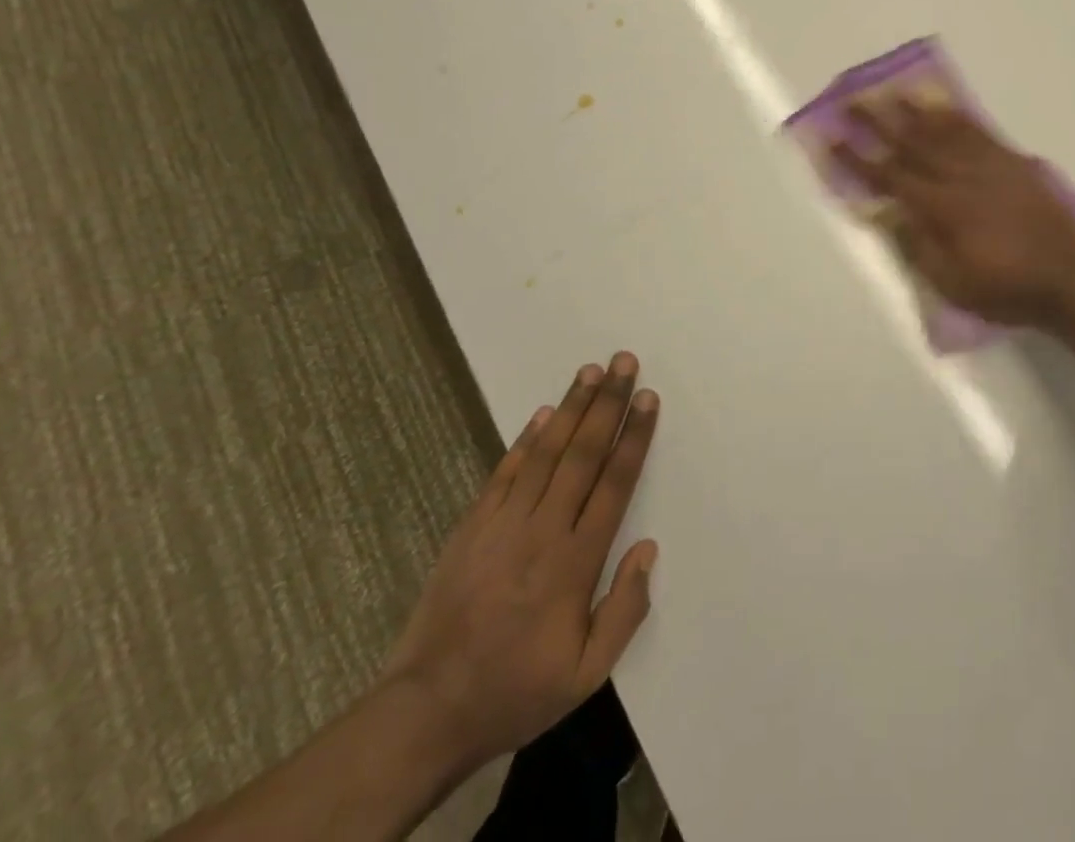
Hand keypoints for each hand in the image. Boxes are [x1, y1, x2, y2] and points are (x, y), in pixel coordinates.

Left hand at [380, 353, 659, 771]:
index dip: (634, 437)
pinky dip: (525, 440)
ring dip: (571, 408)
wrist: (427, 711)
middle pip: (583, 454)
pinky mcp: (471, 527)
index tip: (647, 399)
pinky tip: (543, 414)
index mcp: (576, 562)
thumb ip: (625, 611)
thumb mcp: (586, 675)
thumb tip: (647, 548)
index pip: (614, 483)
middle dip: (607, 404)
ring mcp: (503, 525)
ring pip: (546, 453)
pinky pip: (504, 473)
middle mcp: (543, 530)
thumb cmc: (516, 690)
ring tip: (590, 371)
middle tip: (623, 362)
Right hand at [833, 100, 1074, 328]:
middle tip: (853, 99)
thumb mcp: (953, 283)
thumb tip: (885, 212)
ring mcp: (991, 165)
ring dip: (915, 109)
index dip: (857, 158)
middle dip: (879, 120)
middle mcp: (961, 176)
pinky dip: (958, 116)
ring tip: (893, 91)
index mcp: (942, 208)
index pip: (889, 176)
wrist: (1071, 280)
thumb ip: (917, 246)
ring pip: (946, 129)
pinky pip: (980, 131)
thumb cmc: (1006, 289)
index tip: (832, 139)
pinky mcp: (1015, 162)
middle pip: (913, 142)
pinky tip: (947, 107)